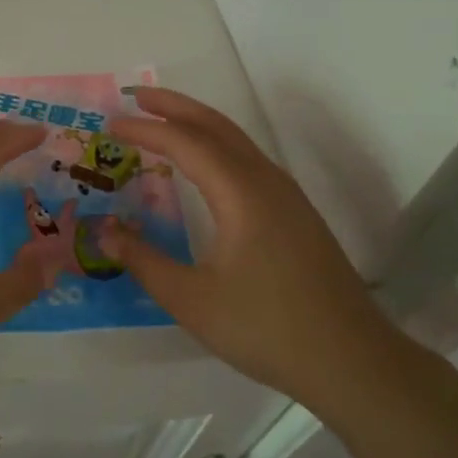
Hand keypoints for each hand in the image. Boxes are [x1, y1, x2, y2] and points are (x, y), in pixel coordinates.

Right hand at [98, 87, 391, 405]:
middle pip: (217, 126)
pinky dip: (217, 147)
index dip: (146, 130)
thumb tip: (105, 232)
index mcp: (241, 194)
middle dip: (174, 106)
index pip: (185, 144)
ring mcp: (287, 196)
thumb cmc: (267, 329)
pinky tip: (205, 167)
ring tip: (163, 121)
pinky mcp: (297, 214)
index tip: (111, 125)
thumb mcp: (192, 300)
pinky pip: (249, 161)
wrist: (352, 361)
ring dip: (198, 123)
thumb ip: (144, 261)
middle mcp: (266, 182)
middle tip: (135, 96)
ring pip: (237, 141)